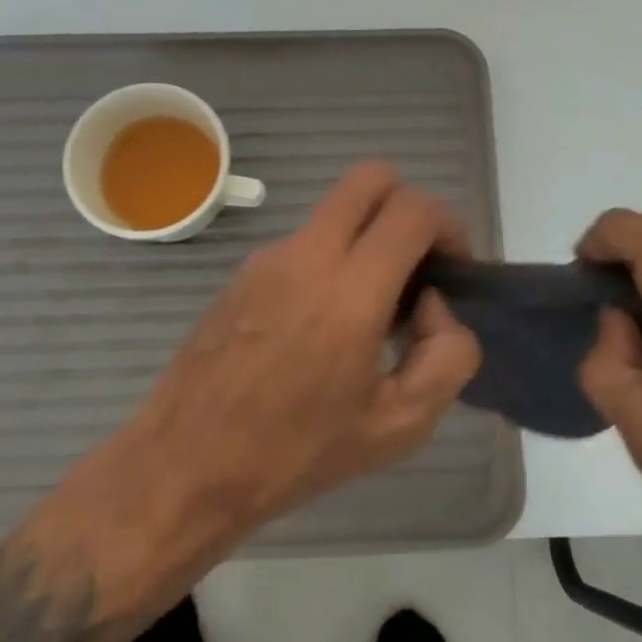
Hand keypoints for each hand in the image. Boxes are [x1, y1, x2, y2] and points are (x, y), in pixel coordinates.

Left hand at [131, 163, 482, 535]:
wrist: (187, 463)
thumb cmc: (296, 453)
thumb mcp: (398, 426)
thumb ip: (446, 356)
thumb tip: (434, 306)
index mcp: (351, 292)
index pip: (413, 210)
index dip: (449, 225)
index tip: (454, 269)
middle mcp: (308, 255)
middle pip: (371, 178)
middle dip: (408, 205)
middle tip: (418, 264)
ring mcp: (269, 257)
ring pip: (335, 212)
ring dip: (367, 237)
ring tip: (369, 313)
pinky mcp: (243, 272)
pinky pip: (303, 243)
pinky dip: (330, 260)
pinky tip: (320, 326)